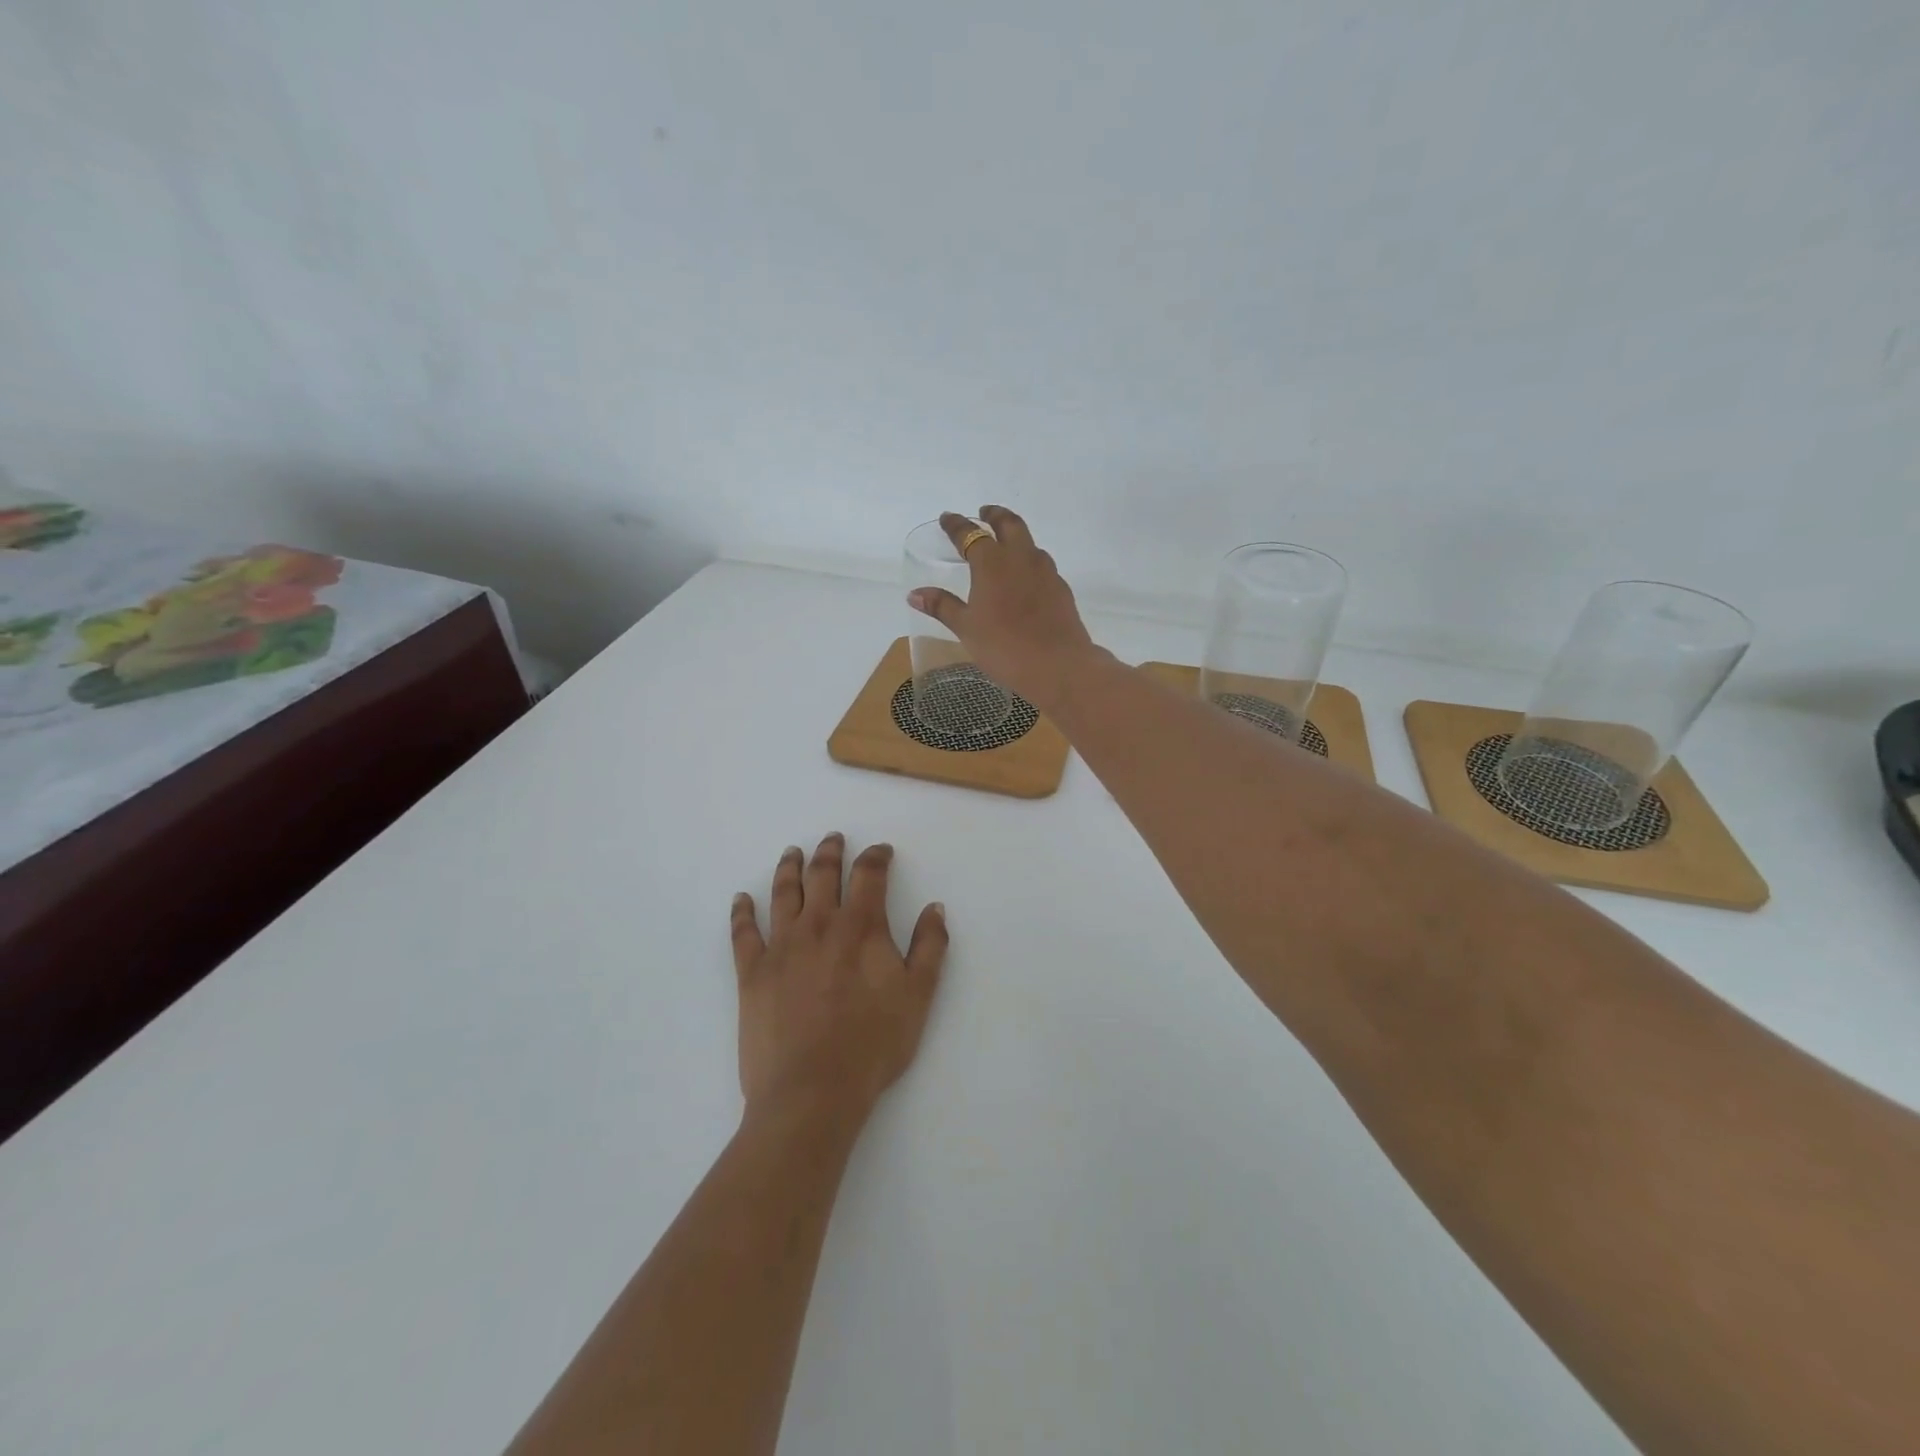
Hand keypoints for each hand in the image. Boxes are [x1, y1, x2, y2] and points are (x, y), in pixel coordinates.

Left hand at [730, 835, 947, 1129]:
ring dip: (790, 868)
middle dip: (831, 852)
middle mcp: (819, 925)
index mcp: (861, 927)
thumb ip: (929, 947)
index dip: (877, 857)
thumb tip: (934, 908)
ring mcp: (781, 946)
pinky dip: (742, 912)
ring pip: (784, 893)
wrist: (812, 1092)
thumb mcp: (918, 996)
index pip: (869, 875)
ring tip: (792, 853)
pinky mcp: (752, 973)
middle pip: (823, 874)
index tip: (881, 851)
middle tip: (833, 839)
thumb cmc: (873, 1045)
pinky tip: (742, 899)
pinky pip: (743, 933)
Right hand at [906, 505, 1100, 709]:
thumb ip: (942, 606)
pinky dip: (1029, 561)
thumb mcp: (966, 628)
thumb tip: (914, 594)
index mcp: (992, 563)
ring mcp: (1045, 571)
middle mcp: (1020, 558)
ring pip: (1029, 542)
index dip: (956, 525)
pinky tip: (1025, 577)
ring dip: (1015, 536)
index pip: (970, 534)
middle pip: (1009, 524)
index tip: (947, 518)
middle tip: (985, 513)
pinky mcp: (1060, 588)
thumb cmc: (1004, 646)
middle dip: (994, 515)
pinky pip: (1042, 564)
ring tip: (1005, 544)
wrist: (1057, 664)